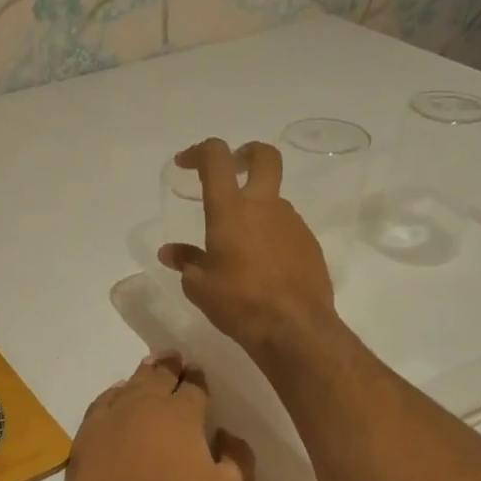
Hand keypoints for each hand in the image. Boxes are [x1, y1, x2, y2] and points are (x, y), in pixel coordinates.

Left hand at [61, 354, 253, 480]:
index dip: (198, 378)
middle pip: (160, 375)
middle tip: (175, 357)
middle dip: (170, 365)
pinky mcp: (86, 436)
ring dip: (143, 374)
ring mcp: (111, 418)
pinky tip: (117, 395)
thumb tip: (226, 435)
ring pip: (130, 385)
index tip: (198, 373)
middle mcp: (145, 405)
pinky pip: (103, 403)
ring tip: (150, 367)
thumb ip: (239, 459)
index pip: (194, 386)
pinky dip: (114, 394)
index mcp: (182, 414)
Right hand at [158, 139, 338, 358]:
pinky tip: (261, 265)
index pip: (216, 158)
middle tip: (233, 167)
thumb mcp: (200, 287)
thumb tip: (170, 252)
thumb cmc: (239, 303)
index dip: (199, 152)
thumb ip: (186, 262)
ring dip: (256, 207)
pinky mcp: (309, 242)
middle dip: (246, 154)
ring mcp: (292, 222)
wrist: (295, 328)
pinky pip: (285, 228)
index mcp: (230, 210)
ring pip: (273, 199)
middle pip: (264, 157)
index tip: (185, 163)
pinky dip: (271, 235)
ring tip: (240, 242)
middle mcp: (264, 206)